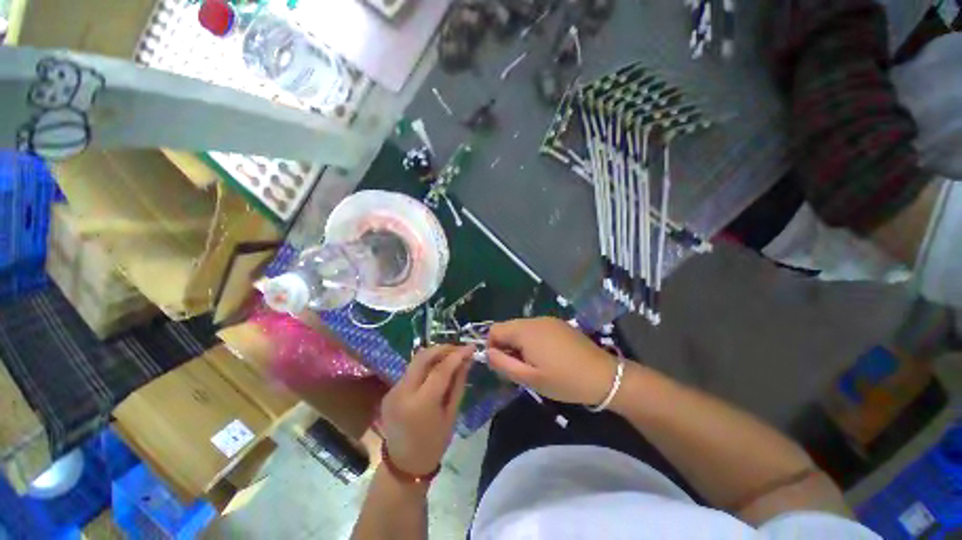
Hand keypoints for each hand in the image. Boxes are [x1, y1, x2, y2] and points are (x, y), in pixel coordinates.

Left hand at [380, 345, 472, 475]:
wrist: (403, 466)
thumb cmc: (433, 444)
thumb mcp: (451, 414)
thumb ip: (458, 384)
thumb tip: (466, 360)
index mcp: (420, 404)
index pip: (441, 370)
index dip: (457, 355)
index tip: (471, 346)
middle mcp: (402, 392)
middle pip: (422, 357)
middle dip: (443, 348)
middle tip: (459, 348)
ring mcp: (393, 390)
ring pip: (415, 361)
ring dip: (434, 355)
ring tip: (451, 356)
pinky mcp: (390, 391)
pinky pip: (411, 371)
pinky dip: (425, 366)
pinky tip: (436, 369)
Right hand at [486, 317, 618, 405]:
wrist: (604, 376)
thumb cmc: (563, 380)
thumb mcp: (529, 378)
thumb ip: (503, 364)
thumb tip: (487, 352)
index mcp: (524, 330)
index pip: (494, 330)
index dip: (492, 347)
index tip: (503, 365)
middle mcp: (534, 320)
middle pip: (508, 328)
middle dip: (507, 346)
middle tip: (519, 368)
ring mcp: (548, 320)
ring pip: (522, 328)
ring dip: (520, 344)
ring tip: (533, 364)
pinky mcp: (559, 324)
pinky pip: (536, 329)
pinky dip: (533, 340)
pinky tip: (547, 357)